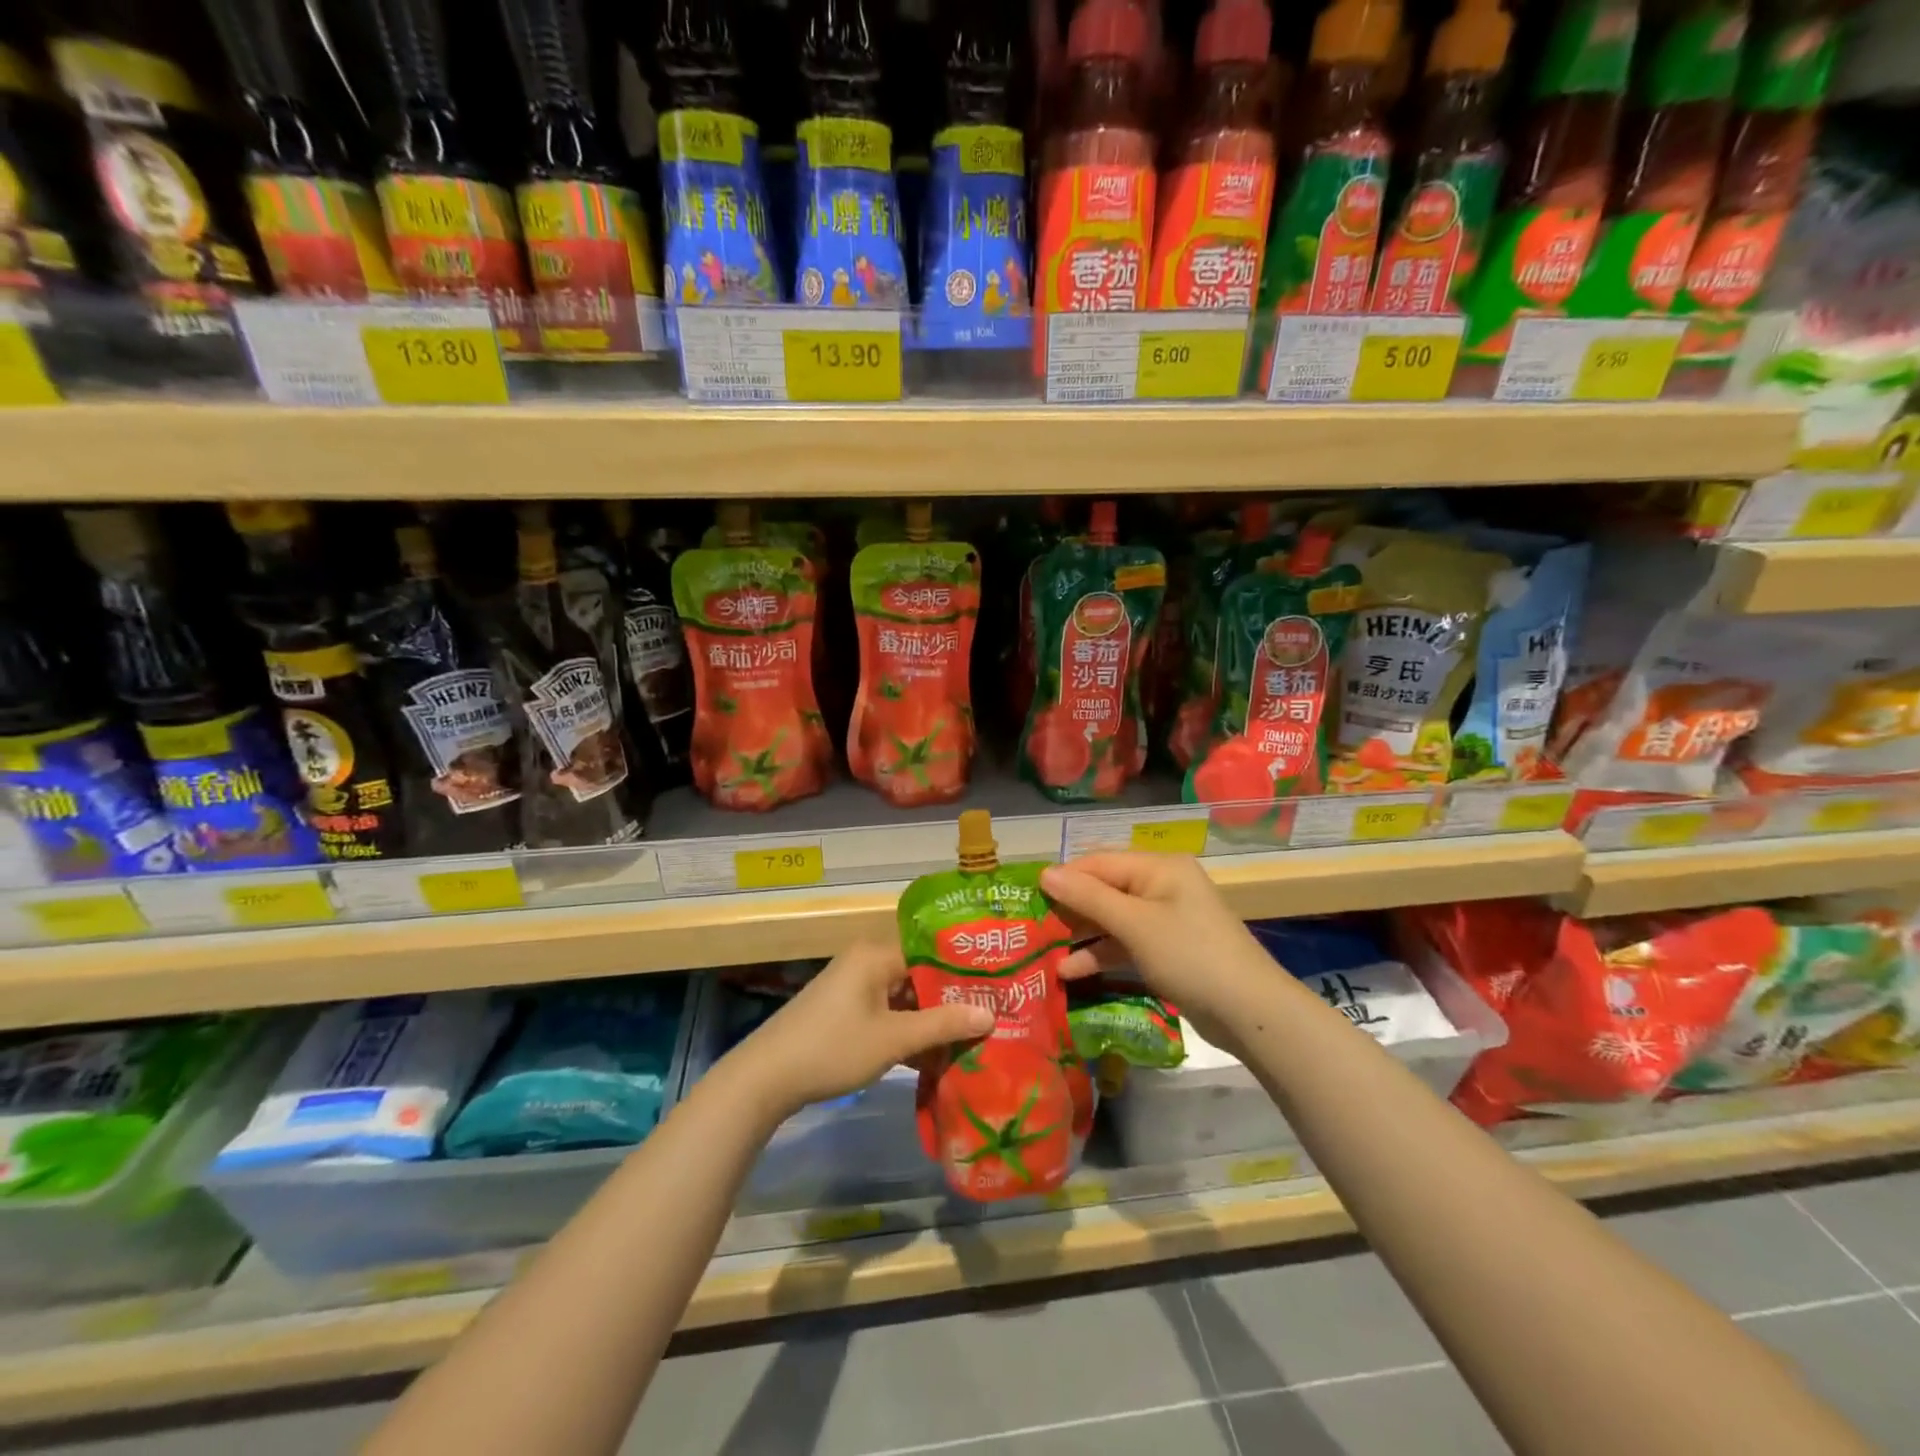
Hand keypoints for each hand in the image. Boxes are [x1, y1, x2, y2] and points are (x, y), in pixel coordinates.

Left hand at [727, 941, 992, 1118]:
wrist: (766, 1078)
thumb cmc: (833, 1048)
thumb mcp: (893, 1038)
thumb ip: (942, 1024)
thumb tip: (991, 1014)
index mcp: (877, 955)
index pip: (933, 951)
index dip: (965, 970)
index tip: (997, 987)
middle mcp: (866, 962)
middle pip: (920, 975)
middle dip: (952, 999)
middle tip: (992, 1016)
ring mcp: (854, 987)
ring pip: (905, 998)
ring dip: (931, 1020)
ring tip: (972, 1038)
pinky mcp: (845, 1011)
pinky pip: (888, 1013)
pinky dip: (908, 1032)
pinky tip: (934, 1058)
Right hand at [1041, 853, 1275, 1047]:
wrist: (1251, 1012)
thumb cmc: (1190, 956)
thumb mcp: (1135, 924)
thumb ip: (1088, 898)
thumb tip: (1045, 873)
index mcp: (1158, 868)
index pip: (1098, 862)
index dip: (1063, 878)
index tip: (1026, 897)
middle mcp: (1161, 886)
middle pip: (1104, 889)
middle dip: (1069, 908)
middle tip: (1030, 927)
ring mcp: (1166, 919)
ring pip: (1112, 919)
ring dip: (1081, 935)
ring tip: (1043, 951)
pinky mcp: (1168, 949)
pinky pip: (1126, 943)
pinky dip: (1101, 953)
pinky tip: (1070, 971)